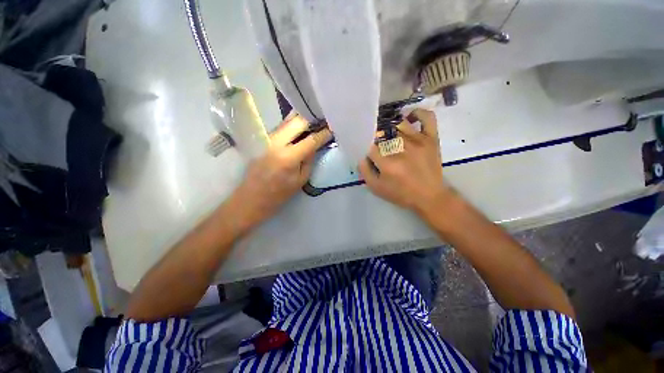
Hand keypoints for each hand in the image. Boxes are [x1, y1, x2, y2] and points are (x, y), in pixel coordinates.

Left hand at [229, 114, 331, 233]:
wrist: (251, 199)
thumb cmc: (279, 195)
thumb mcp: (300, 180)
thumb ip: (309, 160)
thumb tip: (315, 145)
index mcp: (289, 157)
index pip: (311, 140)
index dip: (323, 134)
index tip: (332, 129)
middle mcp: (277, 144)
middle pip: (297, 122)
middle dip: (311, 120)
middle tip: (322, 122)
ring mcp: (267, 140)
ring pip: (287, 122)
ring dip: (301, 121)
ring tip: (313, 123)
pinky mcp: (262, 141)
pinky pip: (280, 128)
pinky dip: (292, 126)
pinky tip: (299, 130)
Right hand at [358, 109, 451, 216]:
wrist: (429, 197)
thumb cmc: (401, 194)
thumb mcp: (376, 188)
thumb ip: (364, 171)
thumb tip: (361, 155)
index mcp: (388, 163)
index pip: (370, 147)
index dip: (367, 149)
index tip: (369, 153)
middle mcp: (402, 148)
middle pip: (383, 134)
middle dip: (377, 140)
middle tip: (380, 148)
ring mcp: (418, 140)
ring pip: (398, 124)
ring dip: (391, 130)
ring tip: (390, 137)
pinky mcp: (431, 138)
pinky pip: (426, 117)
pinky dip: (417, 113)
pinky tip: (408, 119)